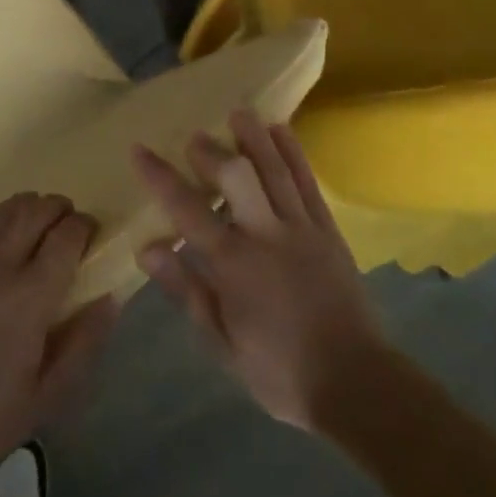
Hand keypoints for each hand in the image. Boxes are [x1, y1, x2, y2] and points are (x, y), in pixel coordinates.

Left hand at [0, 193, 120, 472]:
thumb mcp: (43, 399)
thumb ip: (81, 346)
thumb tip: (109, 300)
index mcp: (30, 296)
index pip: (65, 238)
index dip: (83, 227)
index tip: (91, 233)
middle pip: (34, 211)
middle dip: (57, 208)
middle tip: (67, 221)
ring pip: (0, 212)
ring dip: (24, 207)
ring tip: (34, 218)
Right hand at [134, 111, 388, 432]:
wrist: (356, 384)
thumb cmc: (279, 371)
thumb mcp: (221, 342)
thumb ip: (186, 290)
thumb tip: (148, 248)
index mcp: (234, 264)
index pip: (187, 209)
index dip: (160, 177)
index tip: (139, 149)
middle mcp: (266, 235)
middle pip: (236, 176)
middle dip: (211, 150)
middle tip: (195, 138)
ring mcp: (302, 228)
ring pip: (275, 169)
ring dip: (254, 137)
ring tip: (237, 112)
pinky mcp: (328, 230)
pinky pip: (307, 182)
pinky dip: (293, 153)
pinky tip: (281, 131)